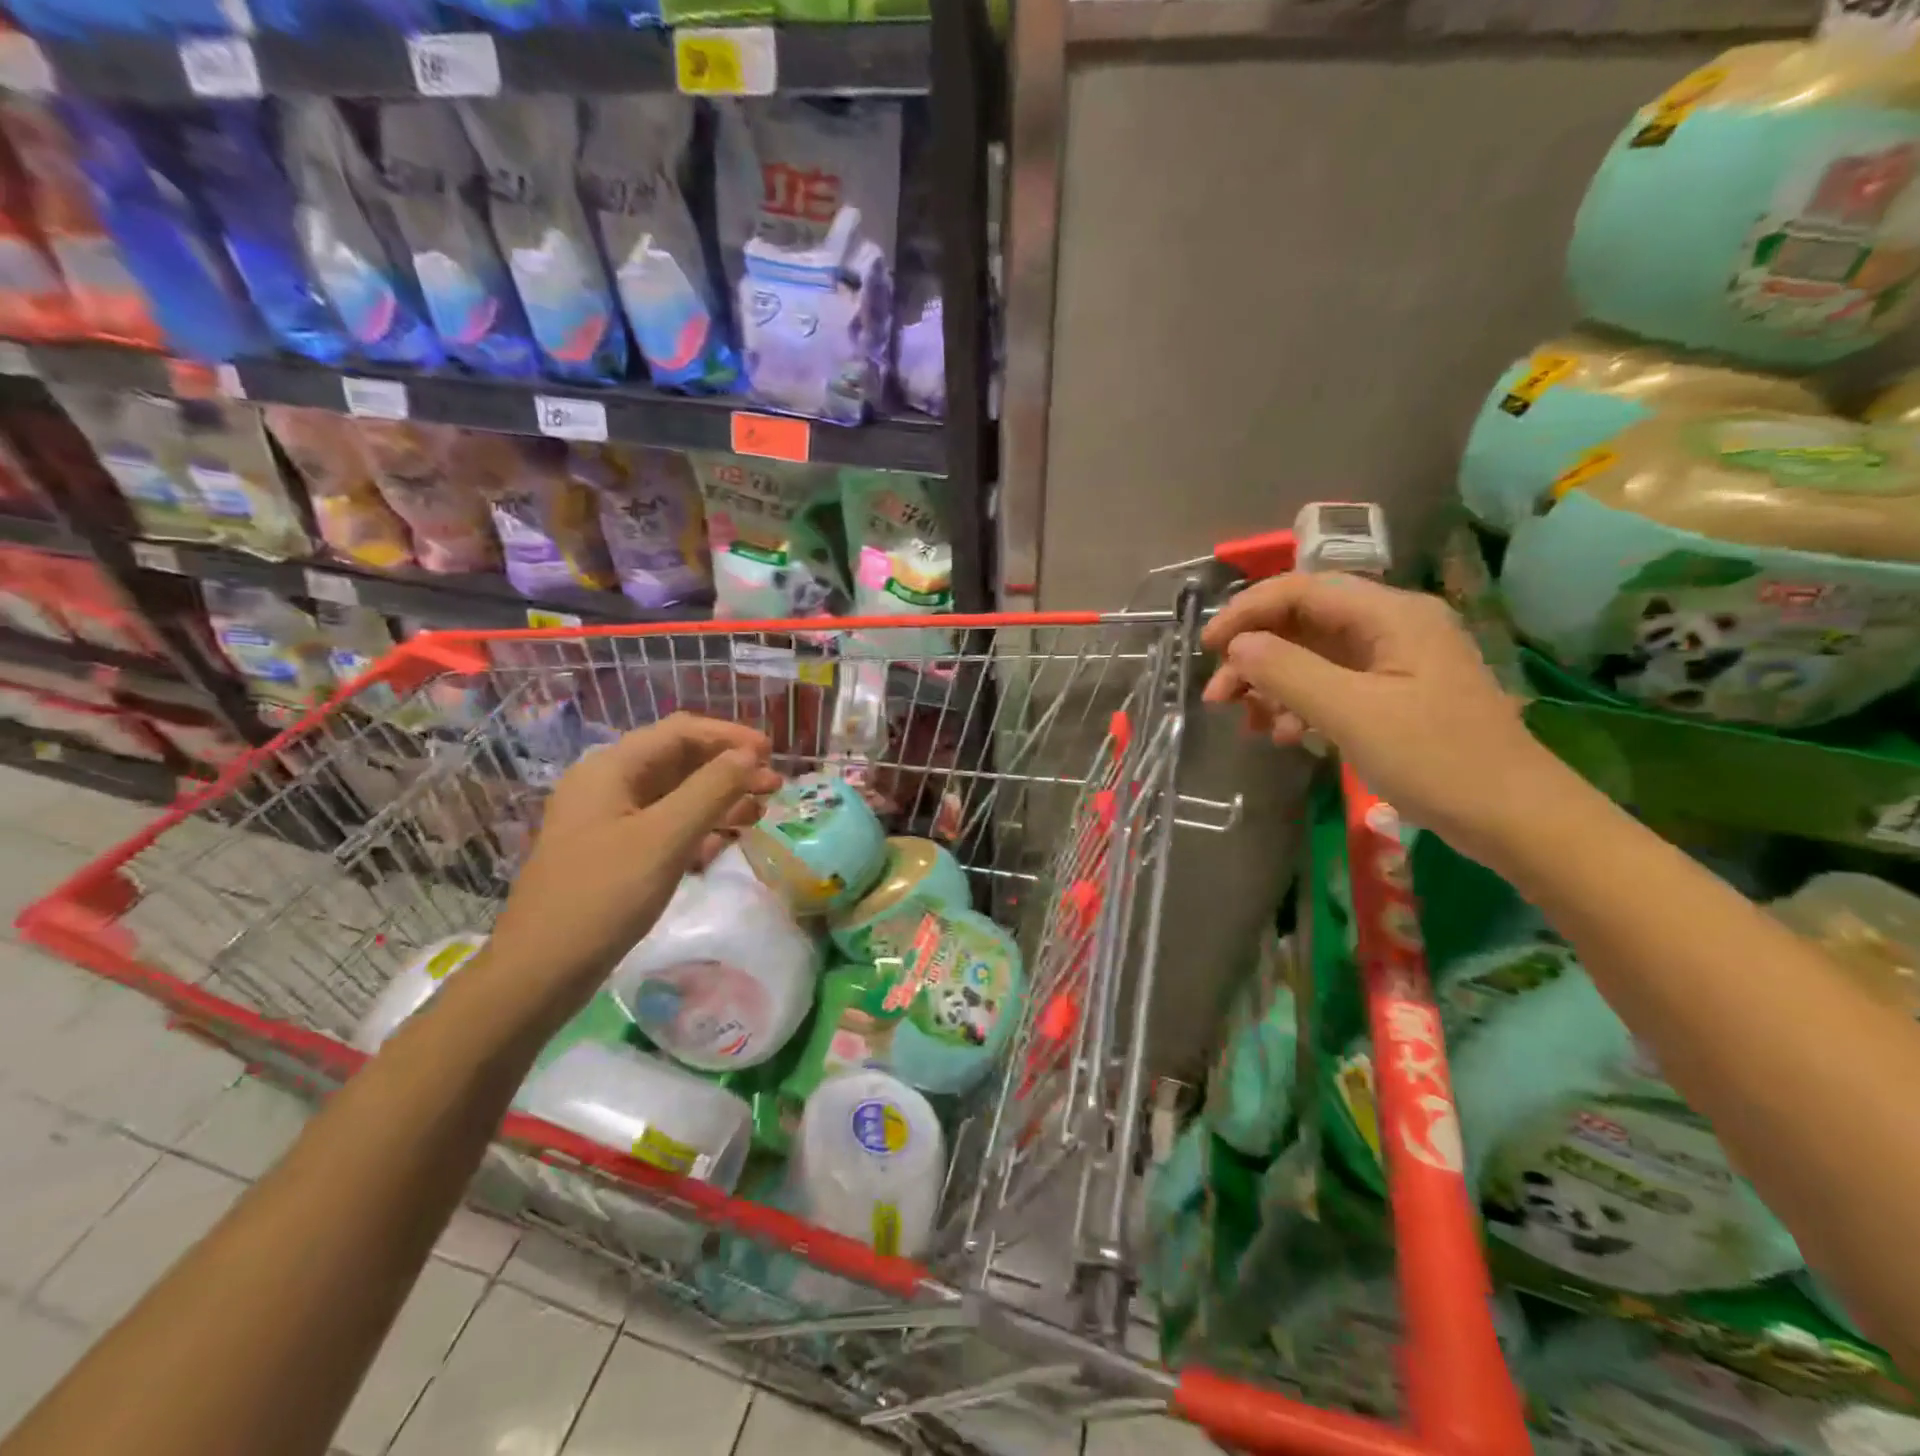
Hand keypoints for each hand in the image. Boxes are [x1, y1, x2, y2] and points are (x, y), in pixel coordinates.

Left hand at [488, 713, 783, 989]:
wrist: (541, 971)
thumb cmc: (604, 895)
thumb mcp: (665, 837)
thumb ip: (712, 789)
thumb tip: (750, 755)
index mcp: (612, 769)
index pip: (681, 732)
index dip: (729, 737)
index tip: (772, 753)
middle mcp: (608, 785)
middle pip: (679, 761)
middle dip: (729, 769)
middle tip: (774, 787)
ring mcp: (609, 820)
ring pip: (675, 795)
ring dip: (719, 798)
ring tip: (760, 812)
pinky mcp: (615, 852)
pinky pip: (665, 825)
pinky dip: (699, 828)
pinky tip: (724, 843)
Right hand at [1200, 573, 1564, 857]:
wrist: (1514, 818)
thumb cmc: (1437, 759)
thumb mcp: (1353, 713)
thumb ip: (1288, 671)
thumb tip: (1237, 646)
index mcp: (1391, 614)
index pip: (1301, 589)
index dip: (1247, 612)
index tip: (1207, 648)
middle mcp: (1391, 626)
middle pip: (1303, 622)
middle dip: (1255, 655)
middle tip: (1219, 697)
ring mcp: (1393, 661)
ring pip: (1312, 656)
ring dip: (1273, 684)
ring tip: (1251, 723)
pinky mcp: (1393, 694)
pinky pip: (1331, 684)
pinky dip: (1299, 704)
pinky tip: (1287, 735)